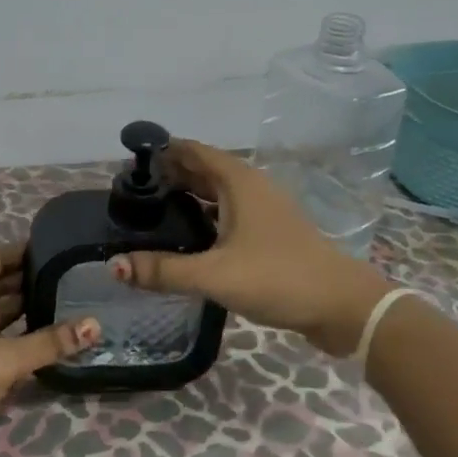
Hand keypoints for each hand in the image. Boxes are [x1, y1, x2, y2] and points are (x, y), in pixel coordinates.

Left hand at [0, 243, 97, 456]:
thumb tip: (95, 325)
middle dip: (28, 280)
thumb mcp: (0, 360)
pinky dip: (18, 340)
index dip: (20, 251)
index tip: (57, 247)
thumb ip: (48, 343)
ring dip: (25, 311)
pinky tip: (47, 340)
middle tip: (71, 276)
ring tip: (67, 303)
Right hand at [110, 140, 391, 355]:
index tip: (129, 162)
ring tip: (152, 211)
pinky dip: (204, 216)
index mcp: (238, 181)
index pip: (192, 150)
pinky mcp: (269, 232)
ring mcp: (263, 209)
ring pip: (216, 193)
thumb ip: (163, 270)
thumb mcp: (215, 274)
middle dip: (170, 174)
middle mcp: (251, 187)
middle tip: (132, 190)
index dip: (162, 151)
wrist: (342, 306)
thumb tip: (115, 265)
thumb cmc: (278, 277)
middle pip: (203, 169)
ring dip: (187, 195)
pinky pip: (227, 213)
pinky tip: (187, 238)